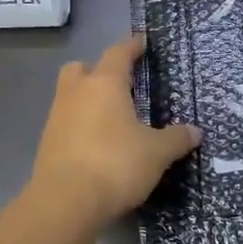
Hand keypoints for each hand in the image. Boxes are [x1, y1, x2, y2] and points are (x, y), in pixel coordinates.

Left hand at [32, 34, 199, 224]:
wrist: (65, 203)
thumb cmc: (115, 165)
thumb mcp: (156, 153)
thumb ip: (176, 139)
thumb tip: (195, 131)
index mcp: (104, 85)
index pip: (118, 54)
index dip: (131, 46)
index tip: (141, 40)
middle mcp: (76, 94)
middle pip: (81, 68)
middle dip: (98, 70)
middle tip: (119, 83)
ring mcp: (57, 118)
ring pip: (70, 96)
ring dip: (88, 99)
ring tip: (113, 118)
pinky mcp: (47, 144)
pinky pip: (66, 123)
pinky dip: (81, 125)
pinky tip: (98, 144)